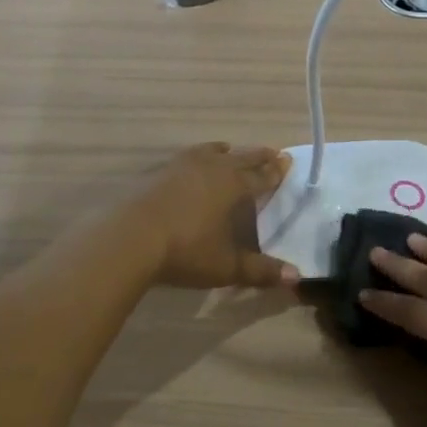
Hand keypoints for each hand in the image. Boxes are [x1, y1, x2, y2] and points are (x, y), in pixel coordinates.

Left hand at [126, 143, 298, 290]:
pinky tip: (191, 163)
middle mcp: (211, 168)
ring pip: (210, 151)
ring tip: (230, 149)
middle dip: (257, 156)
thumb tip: (296, 276)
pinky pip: (186, 157)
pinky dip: (197, 156)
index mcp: (233, 186)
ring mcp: (181, 166)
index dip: (275, 171)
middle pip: (240, 157)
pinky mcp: (157, 172)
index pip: (260, 176)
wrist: (130, 239)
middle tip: (271, 151)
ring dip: (225, 151)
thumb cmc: (186, 250)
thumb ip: (261, 270)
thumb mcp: (227, 266)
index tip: (287, 160)